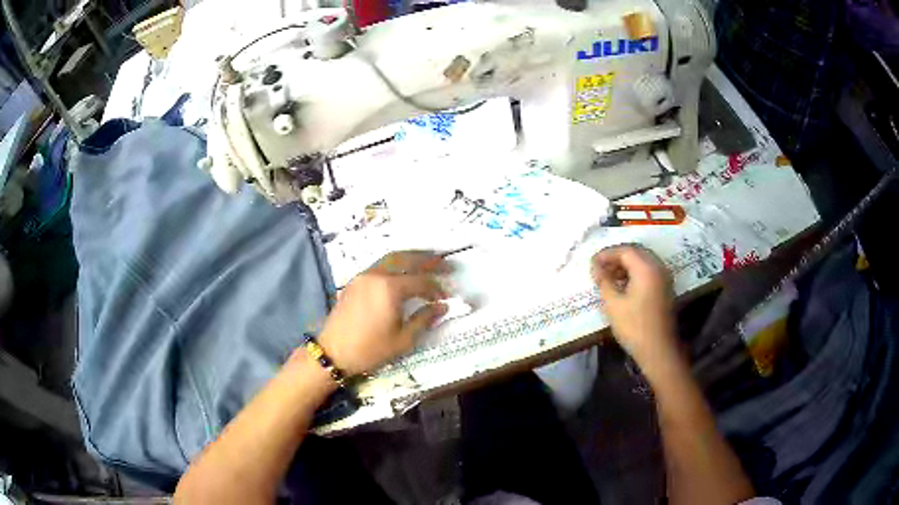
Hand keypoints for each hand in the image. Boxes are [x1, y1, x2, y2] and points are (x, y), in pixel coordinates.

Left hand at [318, 251, 451, 374]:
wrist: (333, 352)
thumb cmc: (370, 349)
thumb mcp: (403, 339)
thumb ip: (424, 319)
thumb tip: (442, 306)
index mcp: (390, 288)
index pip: (421, 281)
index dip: (436, 288)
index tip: (446, 298)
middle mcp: (377, 275)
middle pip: (407, 259)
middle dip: (428, 260)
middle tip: (445, 263)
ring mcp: (363, 276)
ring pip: (392, 258)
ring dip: (411, 258)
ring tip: (427, 261)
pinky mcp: (355, 281)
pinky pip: (380, 265)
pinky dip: (395, 264)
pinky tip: (402, 272)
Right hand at [591, 245, 679, 372]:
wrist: (658, 350)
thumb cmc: (634, 326)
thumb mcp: (613, 304)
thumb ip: (604, 281)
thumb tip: (595, 267)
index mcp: (646, 268)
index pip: (625, 250)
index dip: (606, 254)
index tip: (591, 263)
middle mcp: (658, 267)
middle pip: (636, 253)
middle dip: (616, 257)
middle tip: (599, 267)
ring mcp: (664, 278)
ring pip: (643, 262)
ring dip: (625, 265)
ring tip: (608, 277)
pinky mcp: (665, 289)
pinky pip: (649, 272)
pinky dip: (635, 273)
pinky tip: (622, 285)